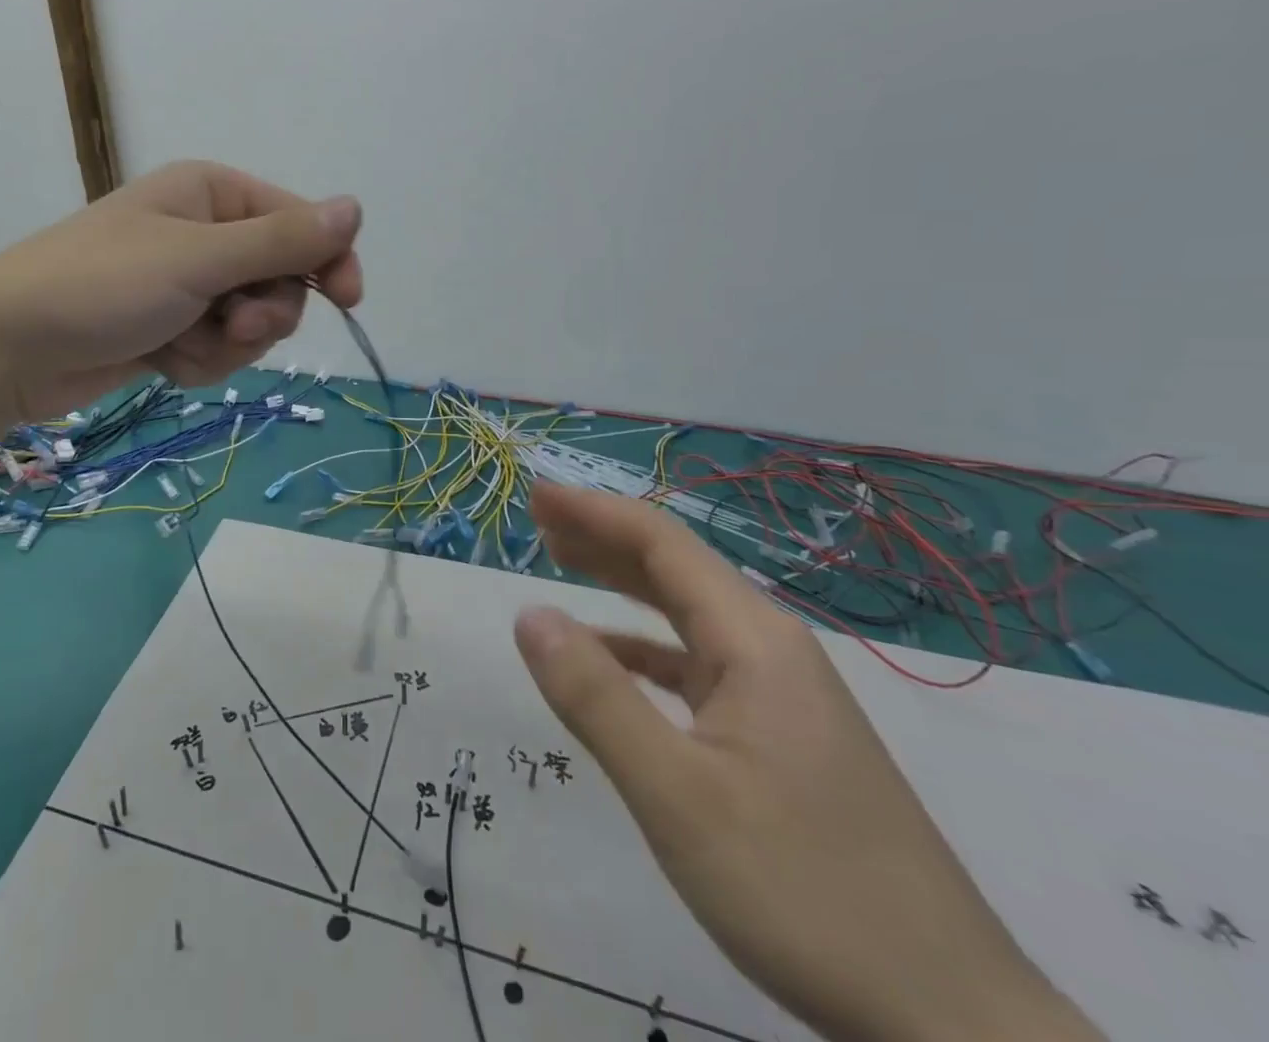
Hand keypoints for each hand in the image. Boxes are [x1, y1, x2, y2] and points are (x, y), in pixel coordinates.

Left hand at [0, 161, 362, 420]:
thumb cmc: (101, 285)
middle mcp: (204, 233)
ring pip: (252, 324)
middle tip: (230, 325)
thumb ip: (281, 240)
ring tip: (181, 344)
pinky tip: (162, 361)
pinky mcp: (171, 328)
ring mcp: (187, 285)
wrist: (5, 349)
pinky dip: (198, 362)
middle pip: (280, 280)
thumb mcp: (198, 258)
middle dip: (262, 314)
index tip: (348, 300)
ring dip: (226, 345)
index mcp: (213, 194)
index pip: (300, 223)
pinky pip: (217, 350)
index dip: (328, 260)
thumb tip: (355, 207)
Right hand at [512, 484, 1103, 1041]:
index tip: (537, 493)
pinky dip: (645, 646)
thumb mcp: (678, 796)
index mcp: (753, 641)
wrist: (954, 1022)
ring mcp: (782, 695)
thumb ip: (596, 698)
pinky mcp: (782, 736)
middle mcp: (771, 650)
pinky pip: (698, 664)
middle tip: (539, 520)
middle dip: (603, 536)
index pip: (661, 543)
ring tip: (562, 564)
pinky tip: (613, 658)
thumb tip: (529, 615)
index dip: (594, 510)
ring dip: (622, 583)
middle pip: (675, 568)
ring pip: (687, 614)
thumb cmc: (806, 892)